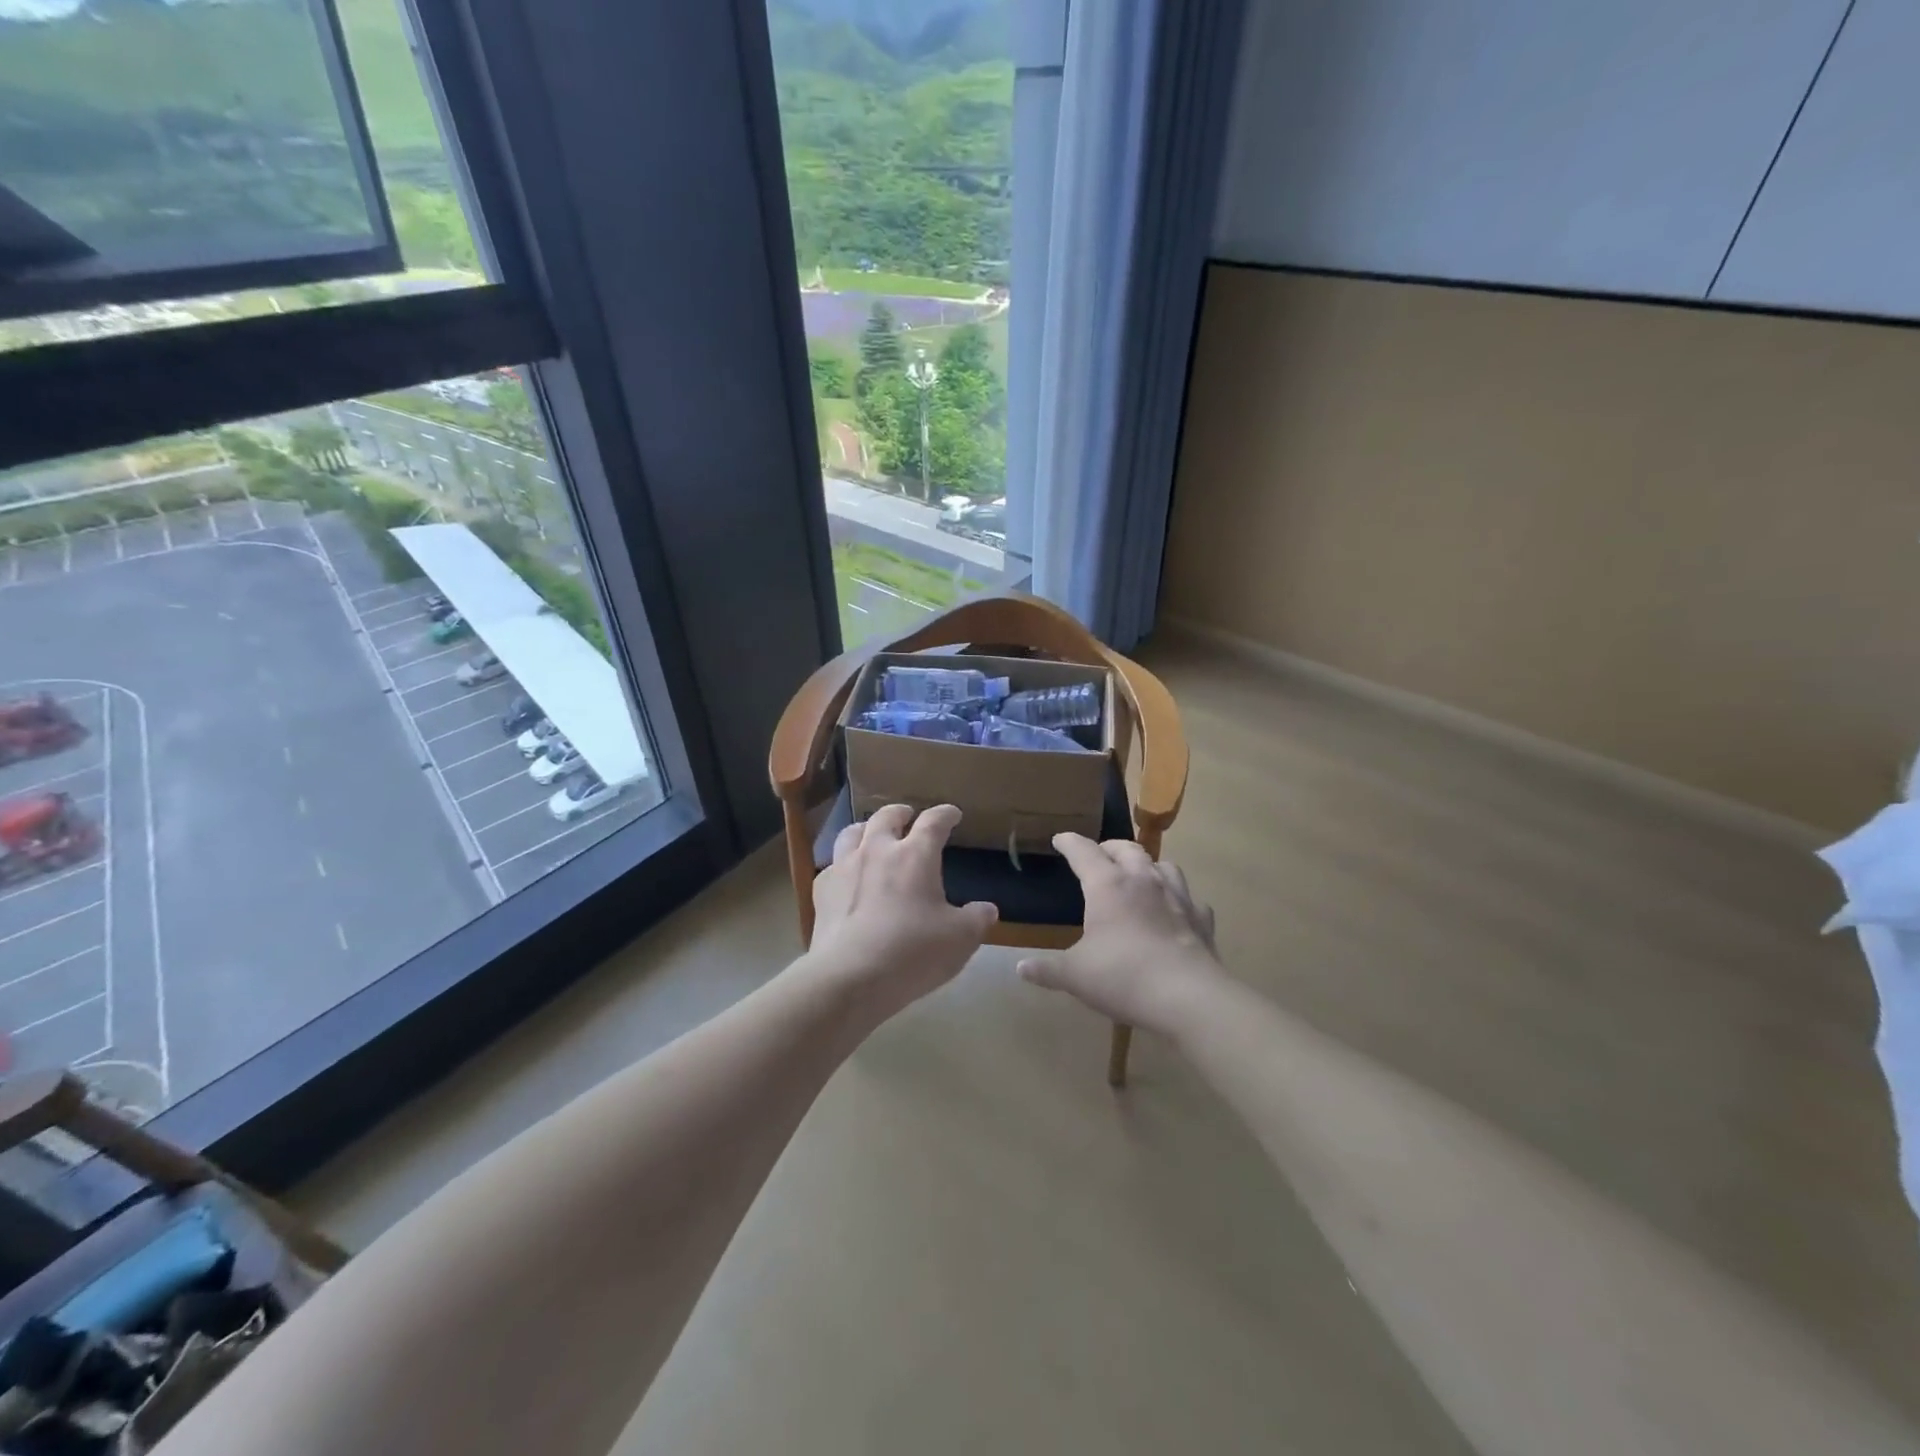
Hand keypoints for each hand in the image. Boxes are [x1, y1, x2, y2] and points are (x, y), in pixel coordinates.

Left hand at [804, 803, 996, 1021]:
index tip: (952, 814)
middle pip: (887, 816)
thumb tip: (987, 909)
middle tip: (909, 816)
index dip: (945, 814)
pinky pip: (832, 865)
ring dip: (866, 829)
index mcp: (915, 855)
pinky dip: (843, 863)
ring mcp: (845, 867)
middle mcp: (878, 850)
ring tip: (872, 834)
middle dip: (901, 812)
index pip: (933, 822)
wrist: (850, 977)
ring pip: (852, 832)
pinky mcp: (822, 891)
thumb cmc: (913, 952)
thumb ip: (977, 919)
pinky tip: (846, 875)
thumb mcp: (960, 939)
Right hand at [1016, 834, 1223, 1036]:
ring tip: (1138, 876)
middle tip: (1098, 855)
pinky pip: (1189, 898)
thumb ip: (1047, 969)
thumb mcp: (1075, 975)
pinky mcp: (1201, 918)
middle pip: (1126, 848)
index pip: (1084, 851)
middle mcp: (1143, 880)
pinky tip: (1174, 911)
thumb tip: (1020, 969)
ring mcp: (1177, 896)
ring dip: (1146, 865)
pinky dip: (1177, 899)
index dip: (1069, 843)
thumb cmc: (1123, 977)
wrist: (1188, 997)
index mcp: (1108, 885)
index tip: (1060, 839)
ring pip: (1162, 865)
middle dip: (1109, 848)